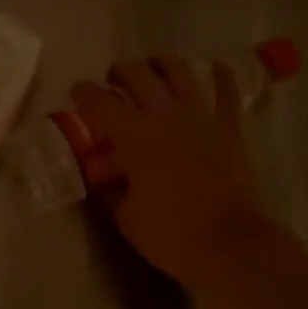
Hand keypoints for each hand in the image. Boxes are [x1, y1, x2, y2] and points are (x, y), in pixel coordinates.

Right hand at [70, 56, 282, 295]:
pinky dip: (222, 77)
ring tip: (155, 65)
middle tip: (113, 79)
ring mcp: (200, 117)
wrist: (230, 244)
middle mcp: (164, 114)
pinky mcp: (230, 129)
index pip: (99, 102)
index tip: (77, 91)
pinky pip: (227, 94)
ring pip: (179, 73)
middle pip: (137, 75)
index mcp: (133, 134)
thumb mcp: (126, 217)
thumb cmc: (171, 235)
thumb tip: (108, 178)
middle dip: (120, 72)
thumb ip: (113, 190)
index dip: (84, 93)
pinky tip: (217, 66)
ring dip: (162, 64)